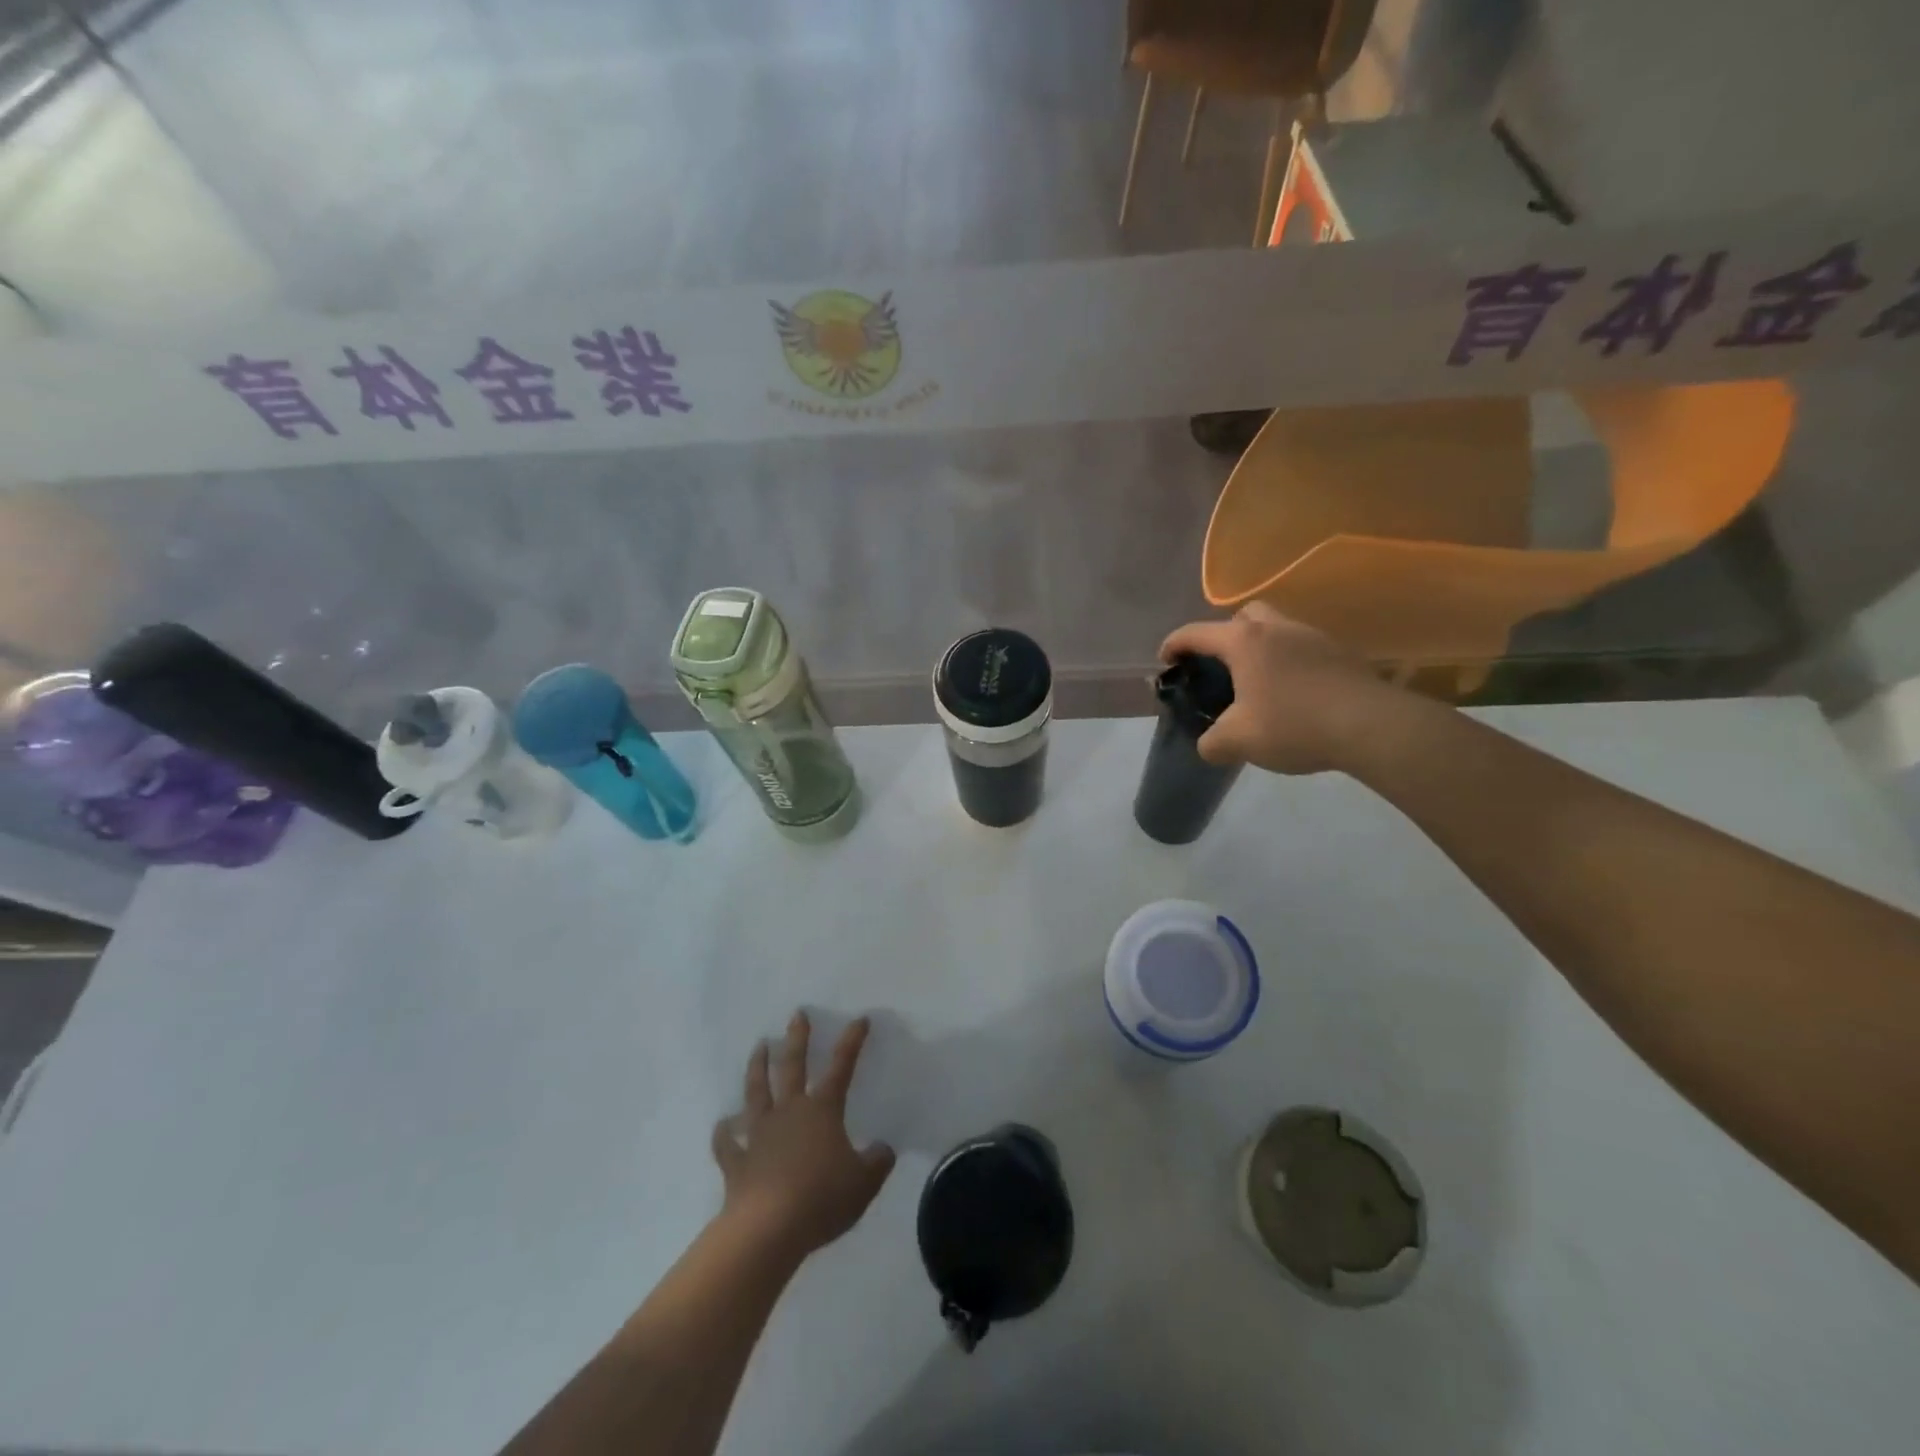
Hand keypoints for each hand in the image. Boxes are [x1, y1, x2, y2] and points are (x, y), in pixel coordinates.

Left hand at [711, 1012, 895, 1259]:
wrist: (768, 1229)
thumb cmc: (821, 1199)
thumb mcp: (864, 1183)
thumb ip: (877, 1162)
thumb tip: (884, 1148)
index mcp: (822, 1111)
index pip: (841, 1067)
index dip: (851, 1042)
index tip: (859, 1019)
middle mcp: (789, 1112)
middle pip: (792, 1066)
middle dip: (797, 1038)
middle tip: (797, 1014)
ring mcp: (759, 1134)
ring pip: (757, 1092)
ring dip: (758, 1068)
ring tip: (759, 1046)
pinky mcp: (737, 1161)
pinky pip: (728, 1142)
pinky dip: (725, 1132)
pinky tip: (723, 1124)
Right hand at [1159, 604, 1401, 774]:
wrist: (1370, 726)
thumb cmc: (1293, 725)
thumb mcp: (1237, 741)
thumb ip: (1212, 742)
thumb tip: (1209, 744)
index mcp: (1244, 641)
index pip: (1196, 633)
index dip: (1174, 645)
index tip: (1165, 662)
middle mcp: (1277, 628)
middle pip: (1243, 617)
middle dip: (1225, 635)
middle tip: (1221, 666)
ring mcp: (1312, 637)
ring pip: (1277, 630)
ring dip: (1261, 649)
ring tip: (1257, 684)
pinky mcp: (1340, 653)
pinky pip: (1302, 649)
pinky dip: (1289, 664)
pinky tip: (1292, 695)